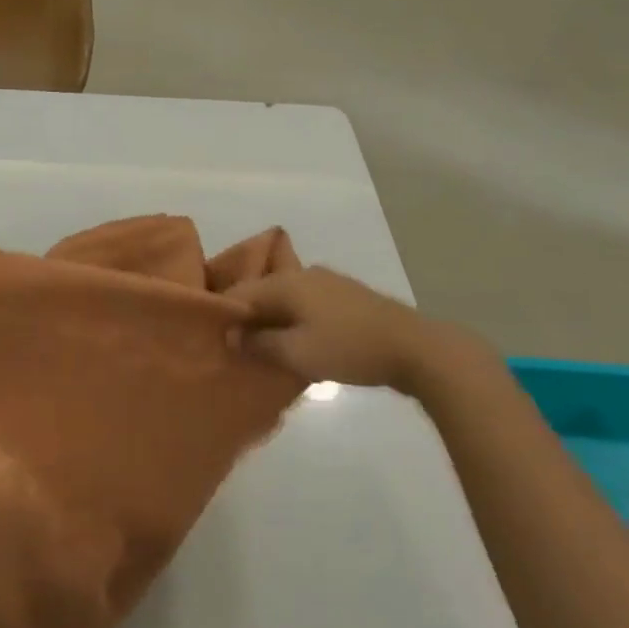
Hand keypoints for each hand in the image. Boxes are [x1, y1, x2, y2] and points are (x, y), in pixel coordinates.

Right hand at [223, 267, 480, 393]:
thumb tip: (231, 335)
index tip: (212, 339)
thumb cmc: (349, 348)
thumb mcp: (297, 353)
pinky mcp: (348, 297)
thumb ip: (259, 344)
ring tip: (263, 348)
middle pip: (262, 292)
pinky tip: (296, 342)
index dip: (223, 314)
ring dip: (272, 321)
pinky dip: (294, 321)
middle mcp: (304, 274)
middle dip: (247, 318)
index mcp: (286, 282)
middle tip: (235, 347)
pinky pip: (307, 305)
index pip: (239, 292)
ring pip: (286, 299)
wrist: (416, 349)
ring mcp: (329, 283)